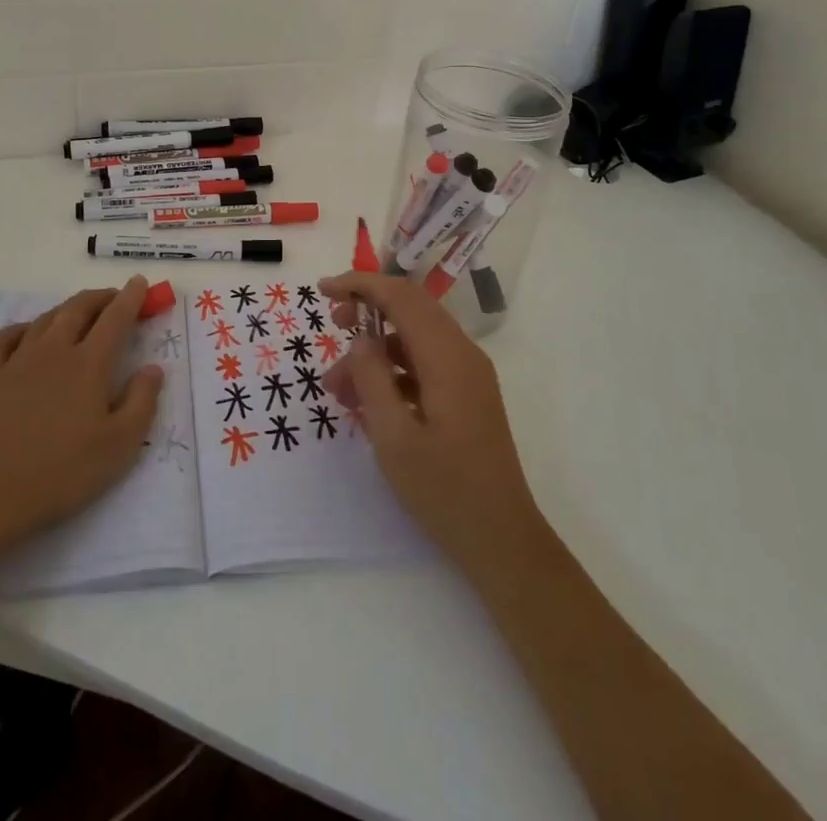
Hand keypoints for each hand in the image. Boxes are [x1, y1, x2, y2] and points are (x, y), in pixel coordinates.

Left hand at [0, 279, 163, 563]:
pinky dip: (22, 328)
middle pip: (79, 308)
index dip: (131, 297)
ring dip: (68, 308)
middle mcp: (54, 350)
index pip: (115, 318)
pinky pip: (5, 338)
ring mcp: (17, 361)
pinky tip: (28, 334)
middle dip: (101, 297)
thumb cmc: (59, 473)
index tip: (141, 282)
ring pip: (46, 318)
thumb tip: (153, 368)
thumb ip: (142, 402)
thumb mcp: (118, 446)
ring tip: (80, 313)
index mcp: (89, 363)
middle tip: (115, 298)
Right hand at [321, 271, 548, 577]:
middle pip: (411, 308)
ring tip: (337, 385)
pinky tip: (366, 400)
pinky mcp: (466, 394)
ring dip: (375, 348)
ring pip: (414, 337)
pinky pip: (424, 362)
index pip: (401, 297)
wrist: (503, 540)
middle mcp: (462, 354)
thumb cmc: (445, 491)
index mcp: (448, 357)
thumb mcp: (394, 437)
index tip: (323, 290)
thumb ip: (372, 379)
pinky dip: (392, 369)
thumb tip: (360, 339)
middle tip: (331, 325)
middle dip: (367, 308)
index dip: (361, 284)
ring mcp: (467, 374)